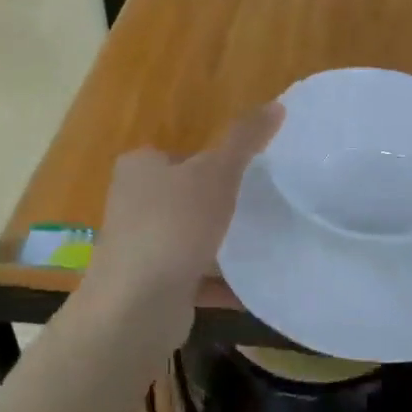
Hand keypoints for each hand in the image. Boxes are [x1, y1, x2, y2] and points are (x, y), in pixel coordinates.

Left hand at [83, 104, 283, 352]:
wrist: (136, 308)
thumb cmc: (173, 226)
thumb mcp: (216, 173)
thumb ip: (245, 140)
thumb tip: (277, 104)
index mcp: (140, 168)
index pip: (179, 154)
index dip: (212, 160)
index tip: (250, 173)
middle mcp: (133, 204)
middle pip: (185, 197)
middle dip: (219, 204)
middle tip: (262, 206)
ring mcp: (140, 248)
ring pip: (189, 239)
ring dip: (220, 245)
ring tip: (265, 244)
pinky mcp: (151, 287)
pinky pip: (195, 279)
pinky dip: (221, 284)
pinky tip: (254, 287)